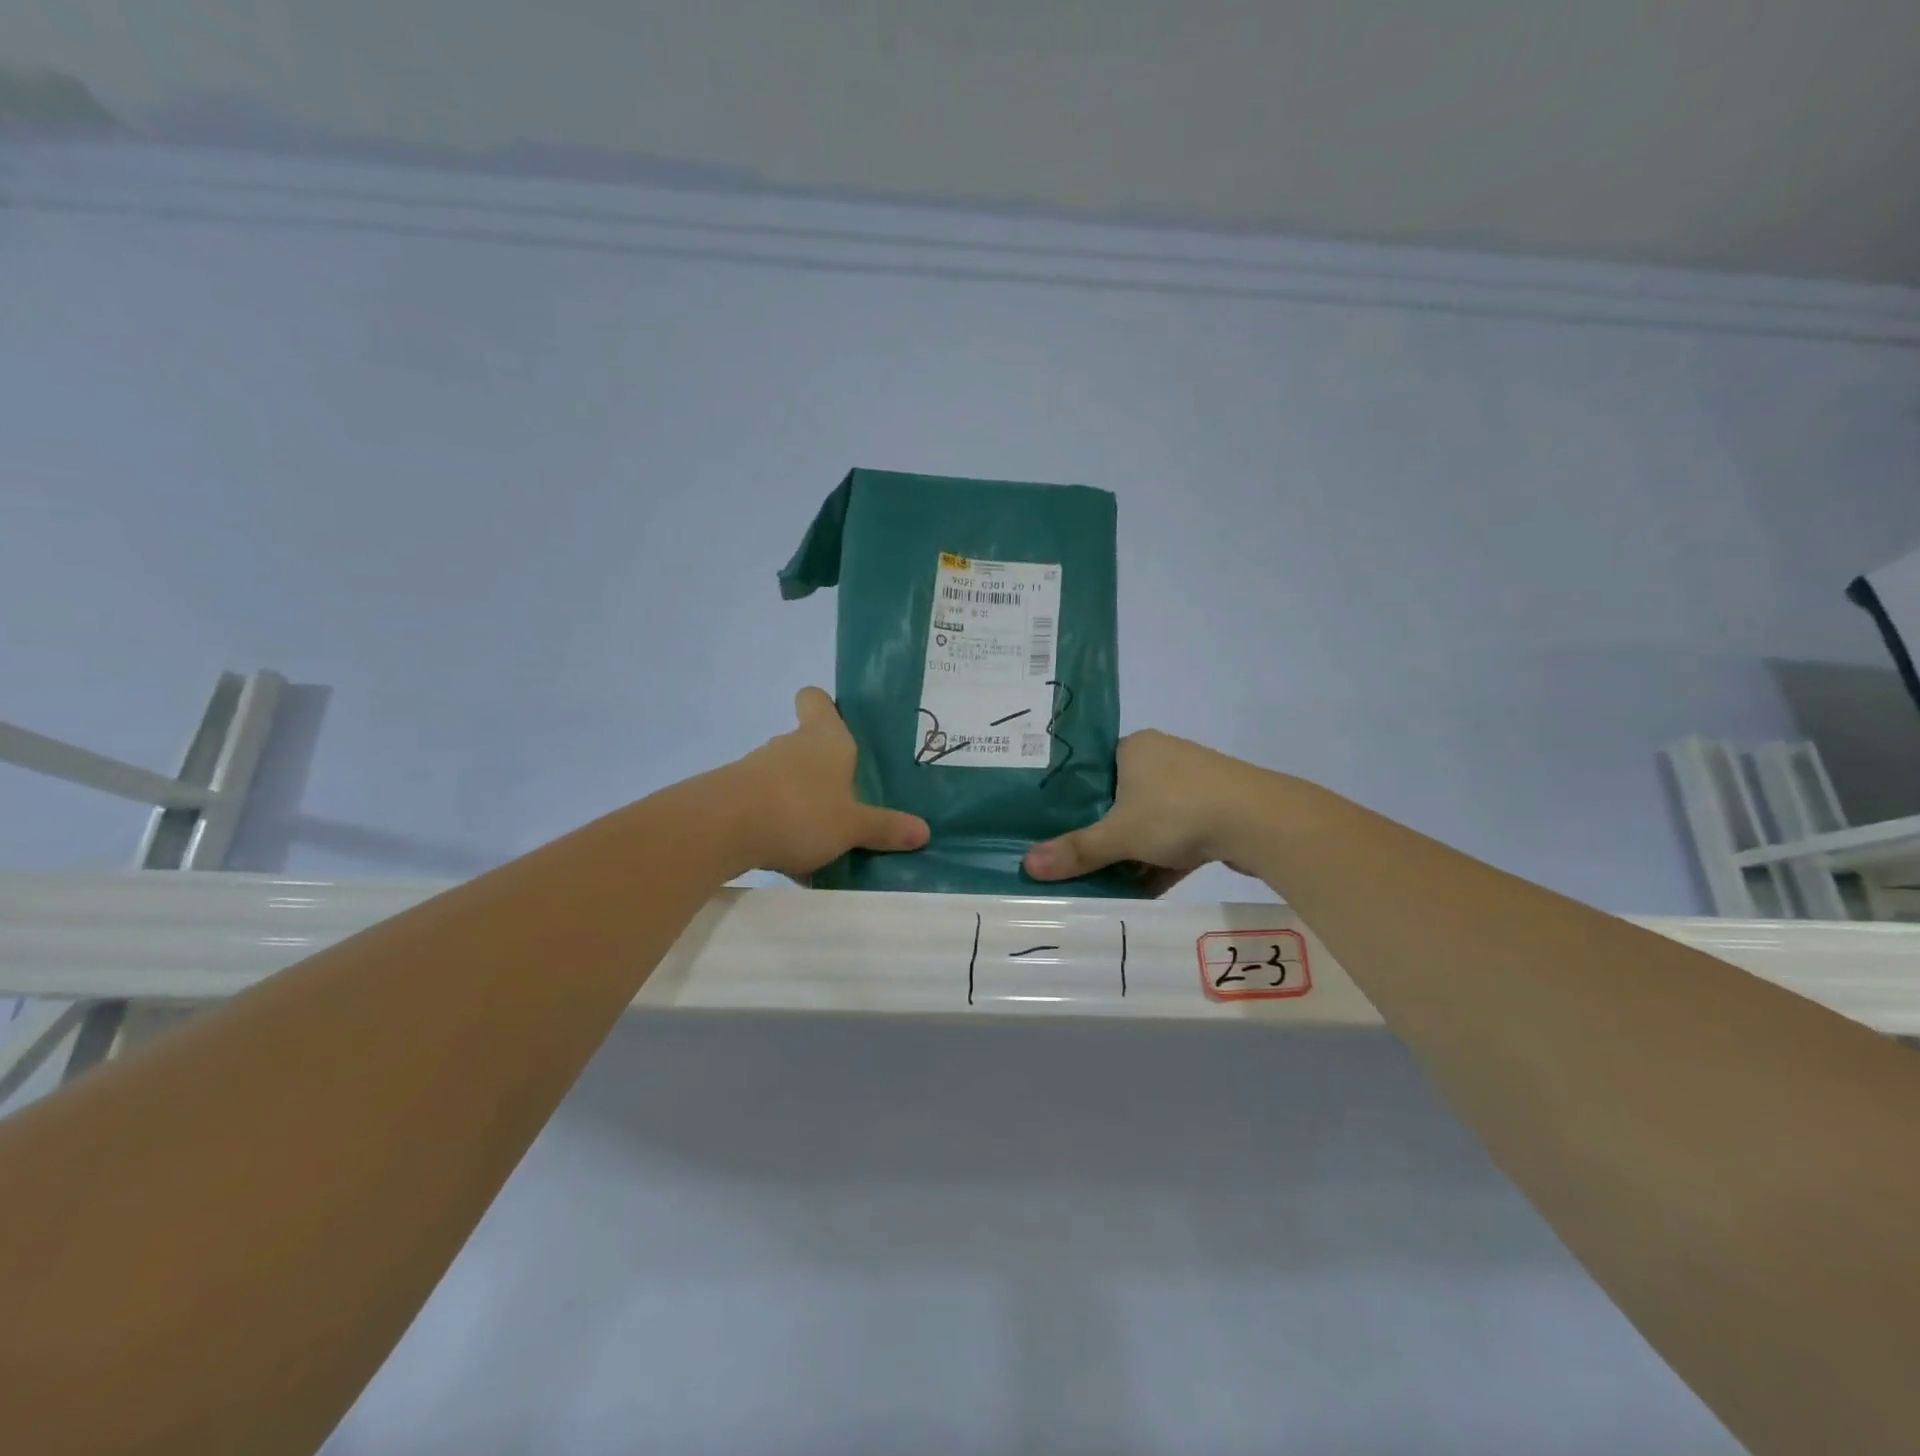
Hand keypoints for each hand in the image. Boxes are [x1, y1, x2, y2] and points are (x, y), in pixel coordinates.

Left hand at [728, 688, 929, 879]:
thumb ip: (885, 828)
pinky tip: (792, 862)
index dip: (824, 707)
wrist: (721, 829)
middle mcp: (790, 746)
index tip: (837, 726)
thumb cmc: (800, 810)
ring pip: (787, 780)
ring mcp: (758, 770)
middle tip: (850, 803)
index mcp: (824, 739)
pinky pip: (767, 808)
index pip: (815, 700)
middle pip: (807, 746)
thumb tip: (924, 831)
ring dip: (802, 803)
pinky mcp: (734, 797)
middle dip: (826, 773)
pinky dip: (779, 828)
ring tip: (824, 842)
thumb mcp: (852, 826)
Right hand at [1023, 729, 1267, 893]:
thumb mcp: (1120, 834)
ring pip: (1150, 821)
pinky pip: (1178, 837)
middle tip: (1073, 857)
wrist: (1261, 822)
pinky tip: (1143, 891)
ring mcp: (1193, 784)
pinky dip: (1161, 862)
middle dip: (1102, 831)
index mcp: (1135, 748)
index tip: (1051, 825)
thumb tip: (1027, 866)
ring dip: (1132, 852)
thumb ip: (1076, 850)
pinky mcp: (1216, 811)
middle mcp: (1163, 758)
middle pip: (1120, 798)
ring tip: (1103, 880)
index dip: (1072, 797)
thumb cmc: (1178, 811)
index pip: (1092, 768)